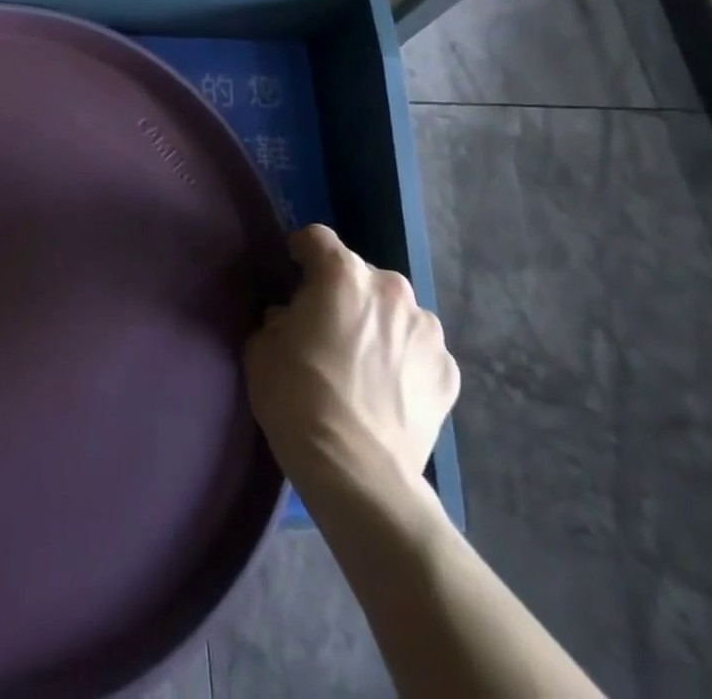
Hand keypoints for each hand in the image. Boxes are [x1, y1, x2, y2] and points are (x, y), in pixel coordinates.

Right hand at [245, 225, 458, 497]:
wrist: (357, 472)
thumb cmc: (297, 397)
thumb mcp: (263, 347)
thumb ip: (280, 318)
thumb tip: (293, 319)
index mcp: (343, 274)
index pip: (318, 238)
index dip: (302, 251)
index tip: (294, 270)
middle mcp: (392, 289)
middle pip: (361, 275)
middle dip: (344, 292)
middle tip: (326, 328)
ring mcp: (428, 331)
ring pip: (395, 312)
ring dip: (379, 324)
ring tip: (363, 363)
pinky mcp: (449, 372)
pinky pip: (419, 351)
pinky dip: (404, 360)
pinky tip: (388, 390)